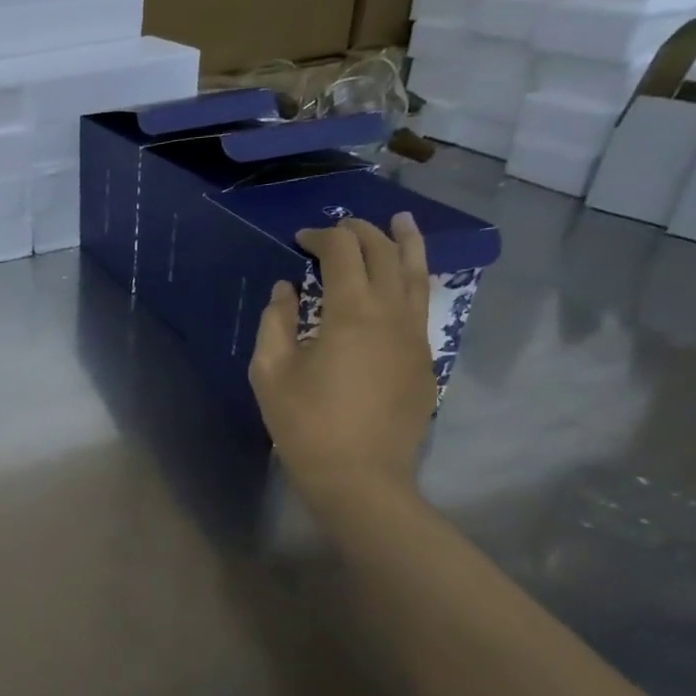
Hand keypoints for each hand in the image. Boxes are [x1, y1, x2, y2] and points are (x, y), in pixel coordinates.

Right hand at [249, 214, 434, 508]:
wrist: (359, 475)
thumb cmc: (305, 423)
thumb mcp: (271, 371)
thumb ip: (276, 322)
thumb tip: (286, 290)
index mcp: (350, 312)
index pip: (343, 253)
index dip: (322, 237)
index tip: (300, 239)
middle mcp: (391, 313)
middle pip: (384, 254)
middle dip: (362, 232)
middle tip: (340, 226)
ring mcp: (415, 336)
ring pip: (416, 275)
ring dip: (405, 244)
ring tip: (401, 221)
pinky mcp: (424, 359)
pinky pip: (421, 304)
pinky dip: (412, 279)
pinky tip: (403, 280)